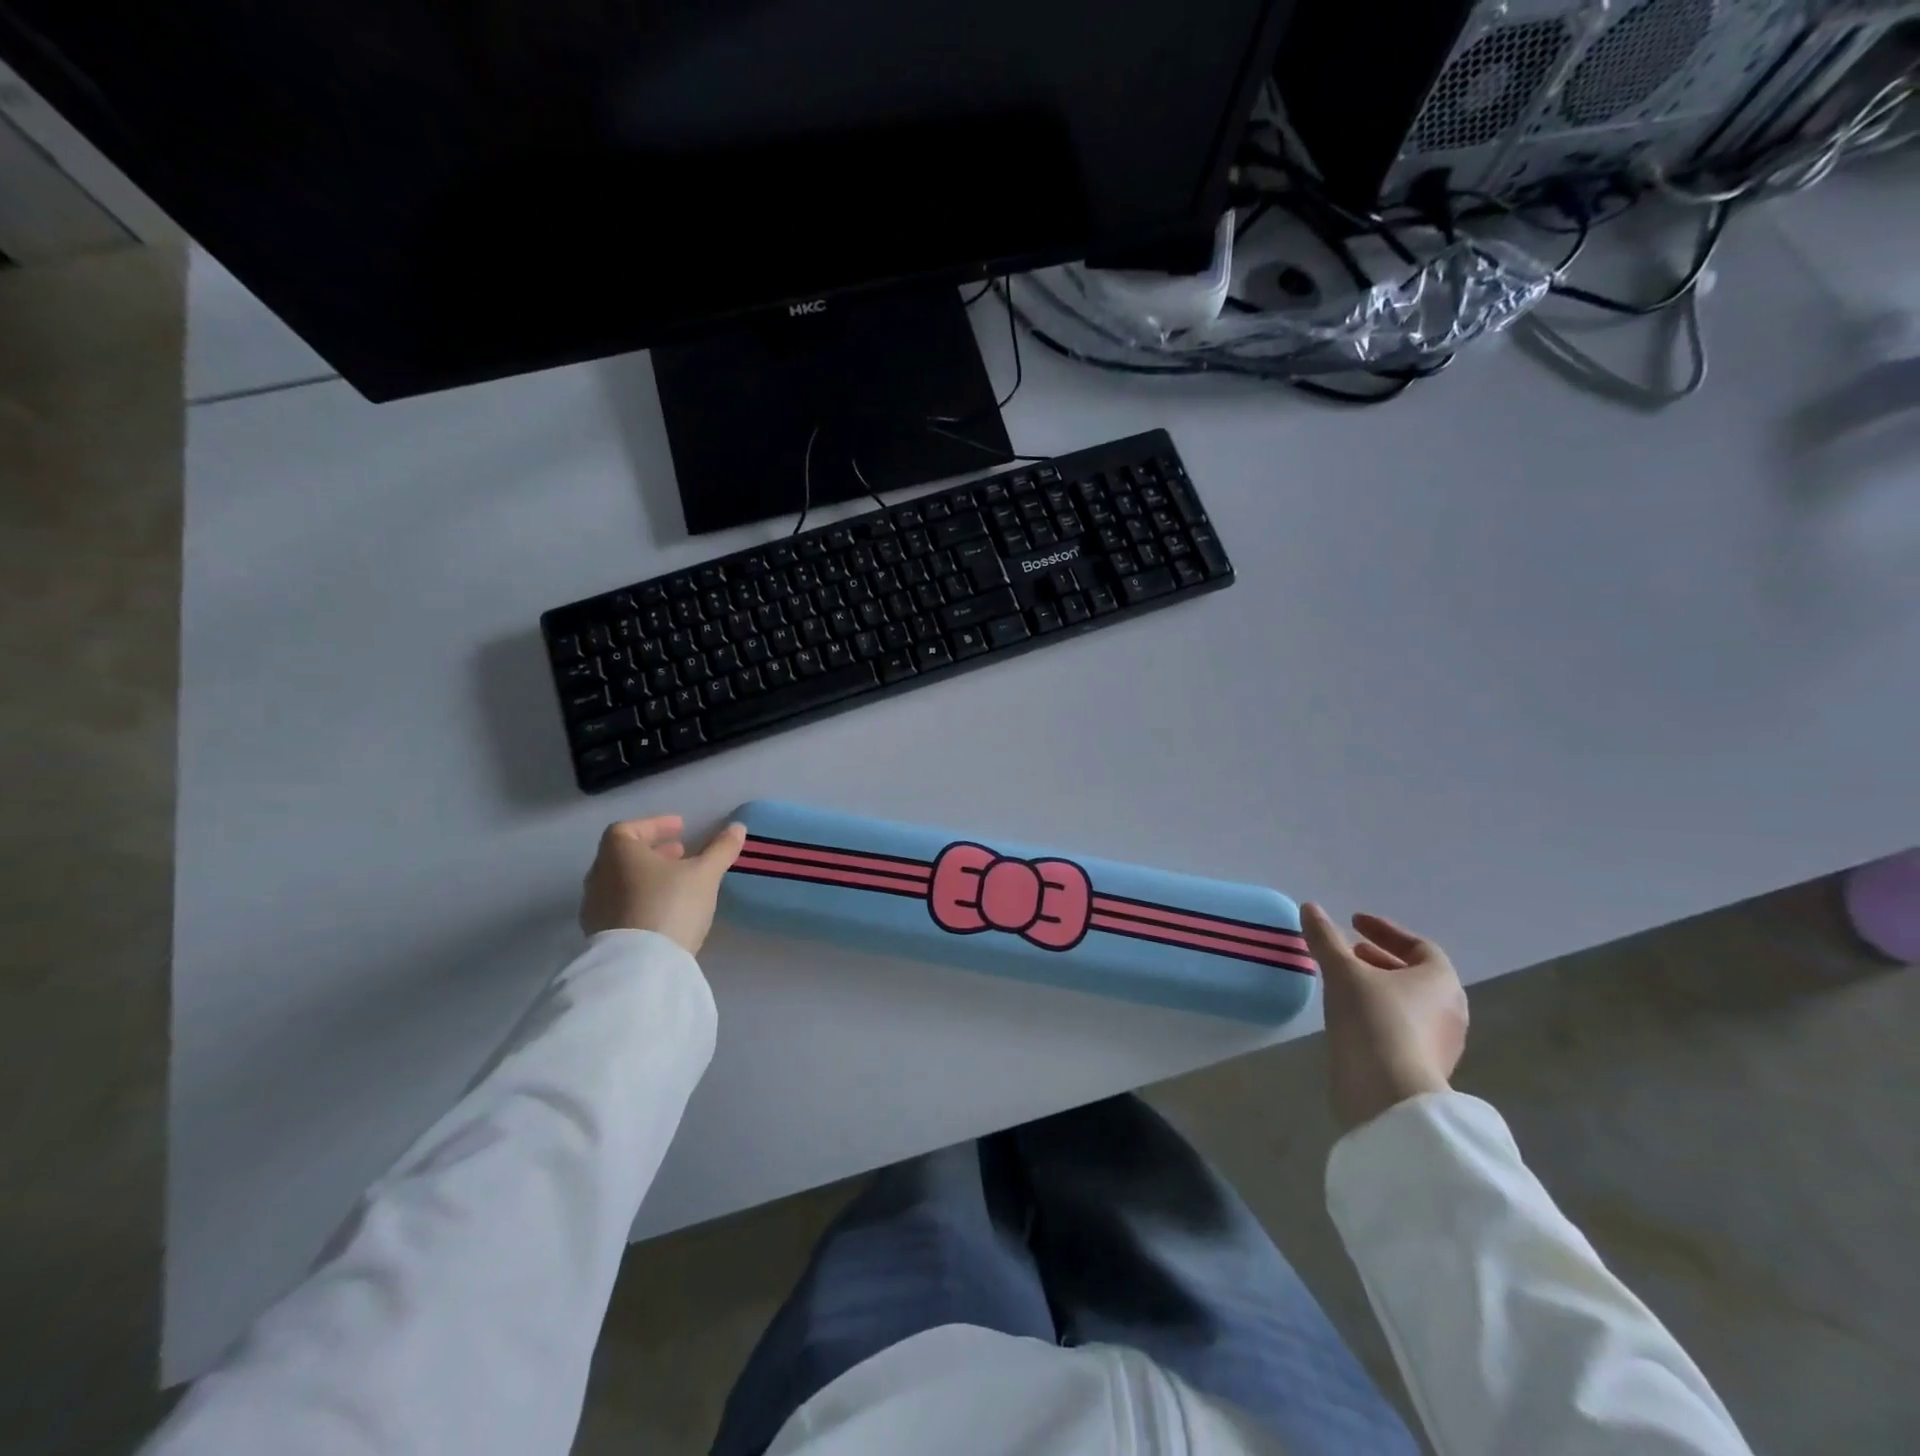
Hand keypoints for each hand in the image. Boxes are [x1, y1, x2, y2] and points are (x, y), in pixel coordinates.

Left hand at [580, 815, 746, 953]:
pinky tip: (664, 911)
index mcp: (618, 853)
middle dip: (654, 852)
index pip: (628, 828)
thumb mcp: (704, 874)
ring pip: (621, 883)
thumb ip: (720, 849)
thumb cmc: (670, 905)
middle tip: (681, 854)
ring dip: (647, 878)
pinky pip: (621, 907)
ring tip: (676, 883)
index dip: (655, 825)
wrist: (639, 967)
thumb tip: (737, 827)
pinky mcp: (600, 937)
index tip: (680, 828)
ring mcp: (595, 908)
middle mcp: (599, 876)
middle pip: (623, 856)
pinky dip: (641, 900)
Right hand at [1301, 904, 1468, 1132]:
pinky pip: (1403, 1029)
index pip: (1418, 946)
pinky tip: (1351, 1017)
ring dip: (1379, 987)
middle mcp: (1450, 1009)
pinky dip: (1379, 1014)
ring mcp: (1441, 1043)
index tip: (1354, 922)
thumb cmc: (1373, 1020)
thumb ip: (1325, 938)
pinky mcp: (1424, 1069)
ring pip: (1409, 1003)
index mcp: (1440, 981)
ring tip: (1345, 983)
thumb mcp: (1342, 972)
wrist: (1388, 1095)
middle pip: (1416, 975)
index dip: (1384, 930)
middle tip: (1349, 951)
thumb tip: (1310, 907)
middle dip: (1380, 959)